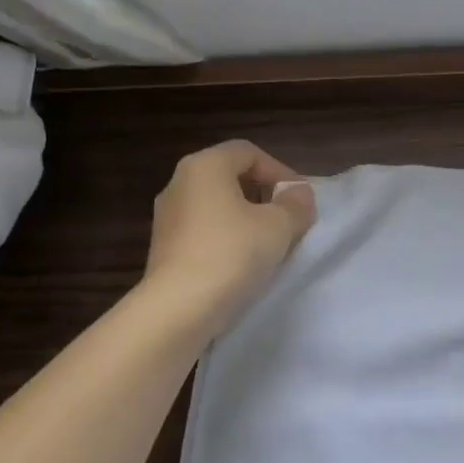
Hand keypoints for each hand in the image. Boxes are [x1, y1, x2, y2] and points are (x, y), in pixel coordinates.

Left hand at [142, 140, 317, 336]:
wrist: (177, 309)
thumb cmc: (231, 254)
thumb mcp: (278, 226)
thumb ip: (296, 205)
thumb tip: (299, 194)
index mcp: (204, 166)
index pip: (249, 152)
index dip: (280, 171)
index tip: (300, 200)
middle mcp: (179, 183)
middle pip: (231, 178)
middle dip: (264, 196)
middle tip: (289, 221)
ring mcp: (167, 217)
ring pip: (217, 207)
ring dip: (247, 220)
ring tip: (270, 246)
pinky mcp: (163, 248)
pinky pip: (204, 232)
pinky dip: (227, 239)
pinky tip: (244, 264)